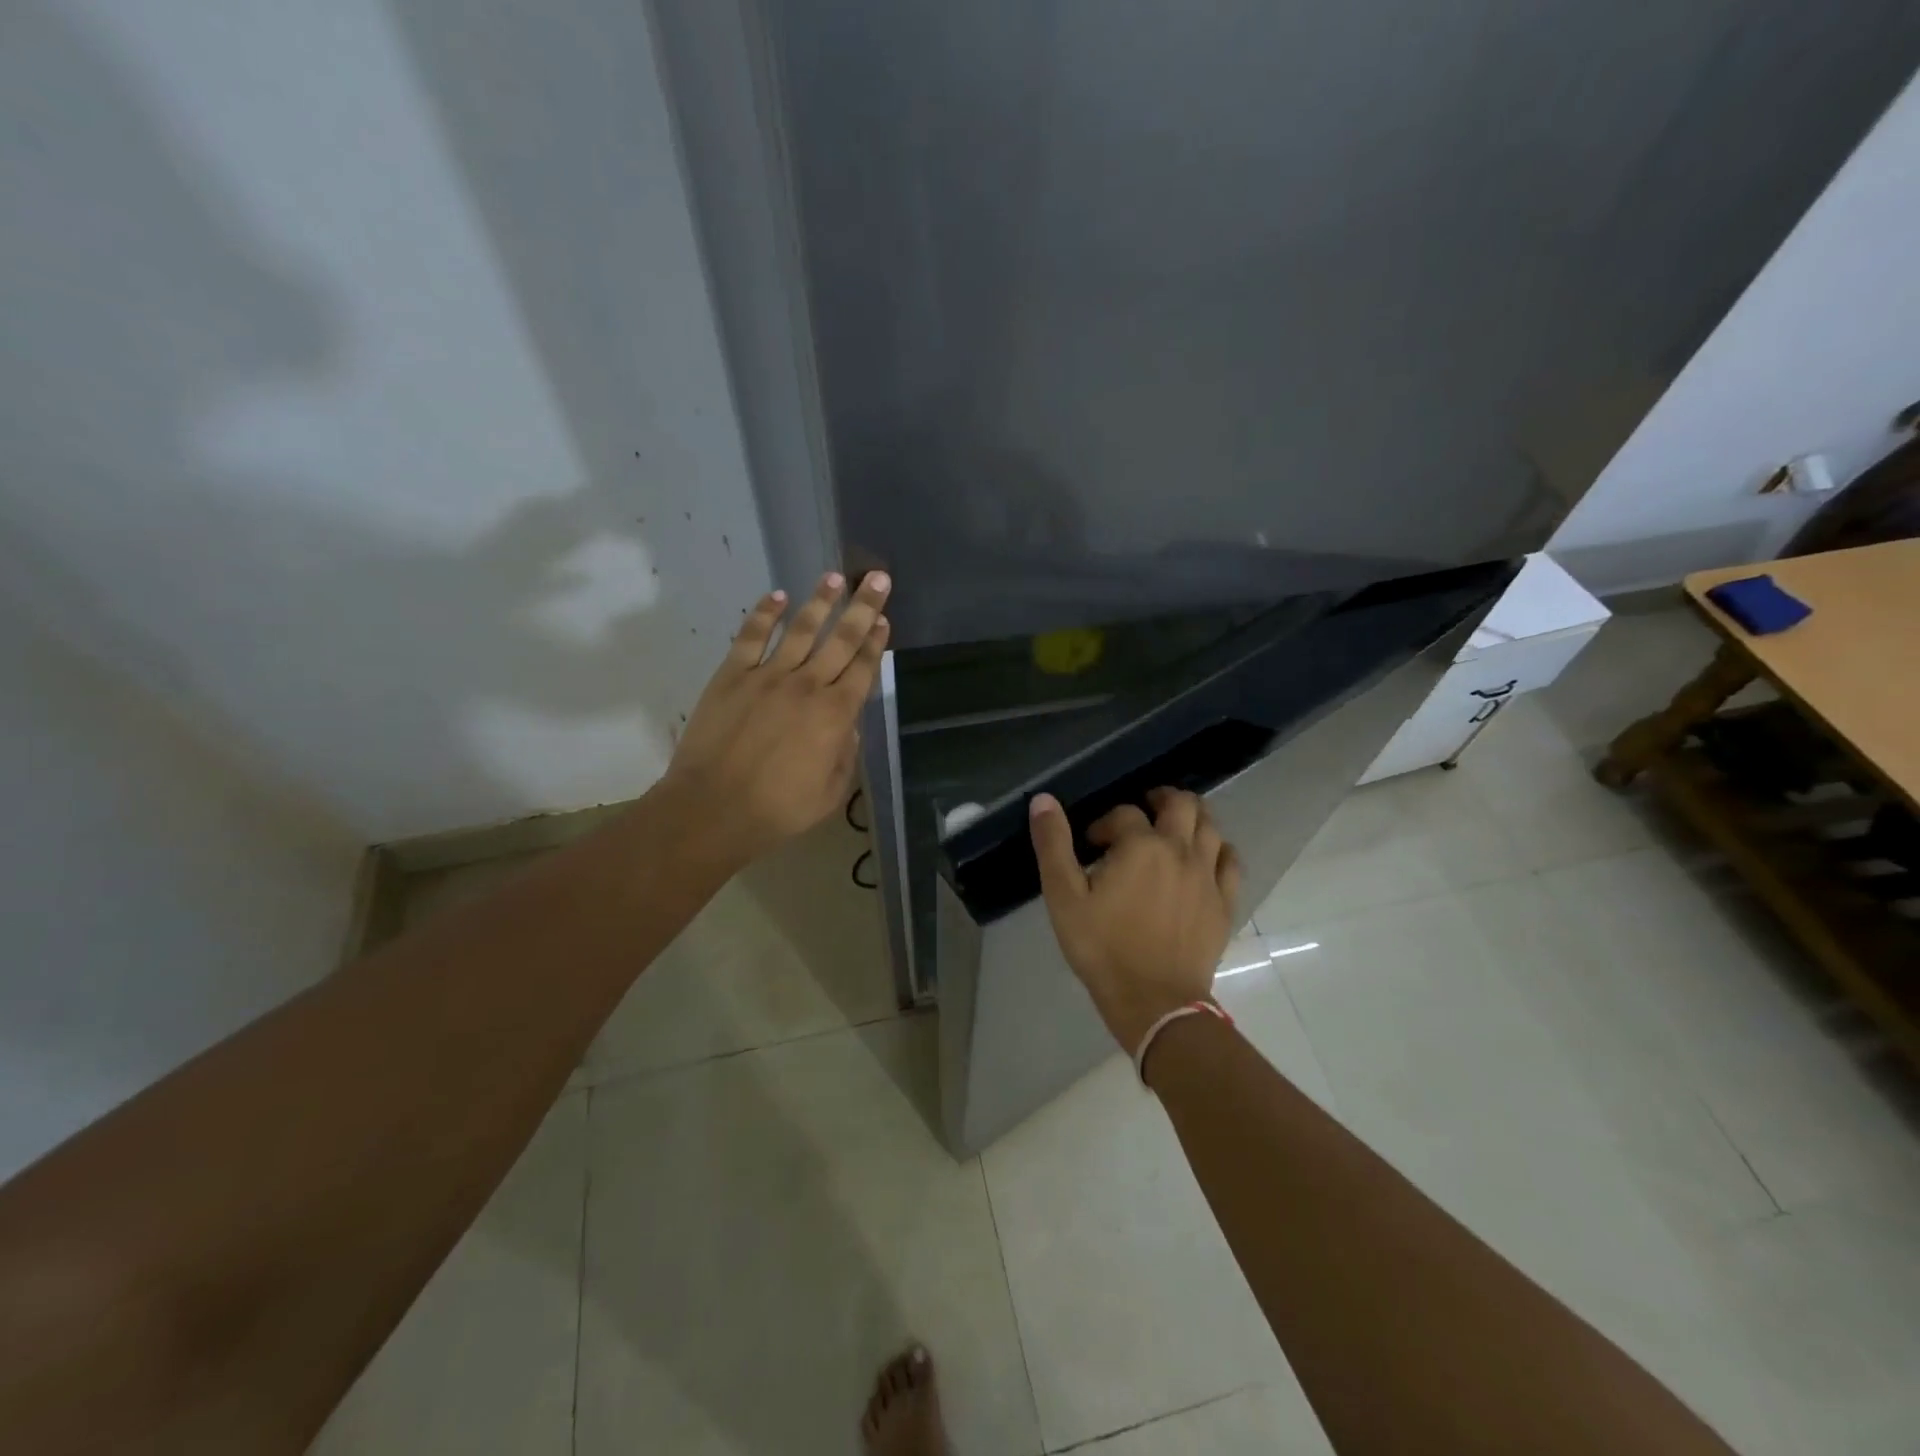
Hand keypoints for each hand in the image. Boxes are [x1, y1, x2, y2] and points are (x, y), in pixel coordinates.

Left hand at [665, 570, 890, 865]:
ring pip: (801, 629)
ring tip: (834, 578)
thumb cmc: (778, 809)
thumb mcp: (831, 792)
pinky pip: (752, 636)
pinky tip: (778, 596)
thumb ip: (845, 752)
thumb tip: (847, 724)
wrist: (713, 808)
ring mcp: (767, 676)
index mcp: (835, 715)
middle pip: (841, 639)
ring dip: (820, 601)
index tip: (884, 620)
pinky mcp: (732, 675)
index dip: (876, 643)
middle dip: (862, 607)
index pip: (863, 669)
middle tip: (877, 578)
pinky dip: (765, 614)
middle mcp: (808, 686)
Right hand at [1029, 787, 1240, 1051]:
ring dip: (1191, 817)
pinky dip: (1218, 850)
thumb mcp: (1064, 897)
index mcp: (1141, 845)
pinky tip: (1205, 858)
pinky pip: (1231, 861)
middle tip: (1143, 810)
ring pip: (1211, 826)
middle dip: (1159, 799)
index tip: (1092, 846)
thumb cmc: (1103, 948)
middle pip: (1181, 804)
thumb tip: (1043, 799)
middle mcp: (1180, 850)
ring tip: (1173, 827)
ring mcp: (1208, 876)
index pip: (1124, 813)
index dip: (1105, 823)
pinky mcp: (1224, 902)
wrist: (1155, 1002)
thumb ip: (1053, 844)